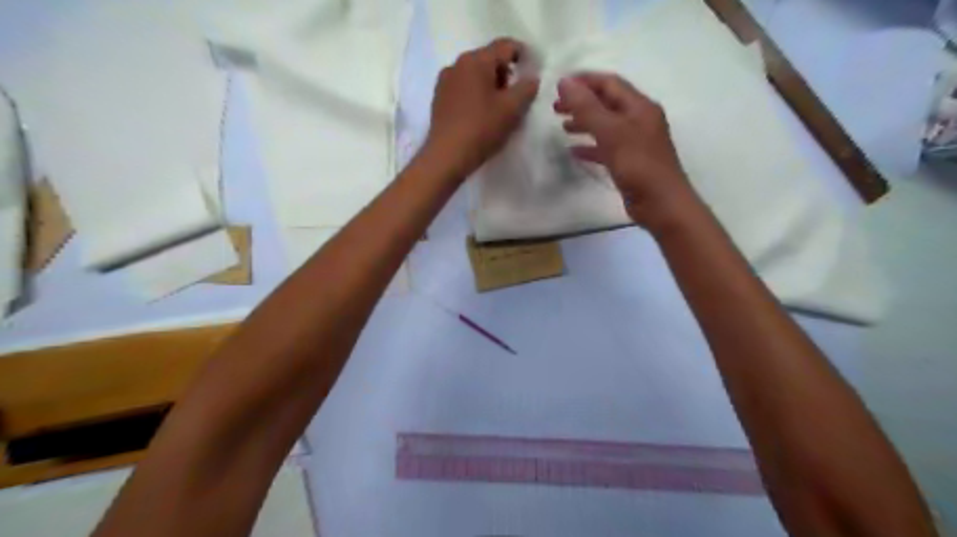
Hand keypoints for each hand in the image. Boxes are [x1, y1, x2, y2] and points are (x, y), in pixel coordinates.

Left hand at [424, 39, 540, 179]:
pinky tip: (481, 115)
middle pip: (488, 59)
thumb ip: (526, 89)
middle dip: (506, 73)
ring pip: (475, 75)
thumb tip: (531, 79)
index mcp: (476, 60)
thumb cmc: (481, 129)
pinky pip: (463, 88)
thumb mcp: (511, 110)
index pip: (505, 46)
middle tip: (517, 96)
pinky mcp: (439, 99)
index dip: (523, 55)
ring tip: (499, 109)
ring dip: (490, 85)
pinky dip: (476, 95)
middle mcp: (457, 64)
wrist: (446, 156)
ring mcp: (445, 81)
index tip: (533, 71)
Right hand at [554, 71, 695, 229]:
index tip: (558, 85)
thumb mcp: (611, 132)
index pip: (610, 83)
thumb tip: (565, 82)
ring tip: (563, 127)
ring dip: (585, 123)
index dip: (584, 80)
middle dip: (582, 102)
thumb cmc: (638, 165)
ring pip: (606, 125)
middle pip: (607, 103)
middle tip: (556, 108)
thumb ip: (587, 107)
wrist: (661, 204)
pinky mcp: (630, 162)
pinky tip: (574, 152)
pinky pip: (607, 147)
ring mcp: (635, 142)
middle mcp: (639, 120)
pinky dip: (590, 146)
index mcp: (639, 107)